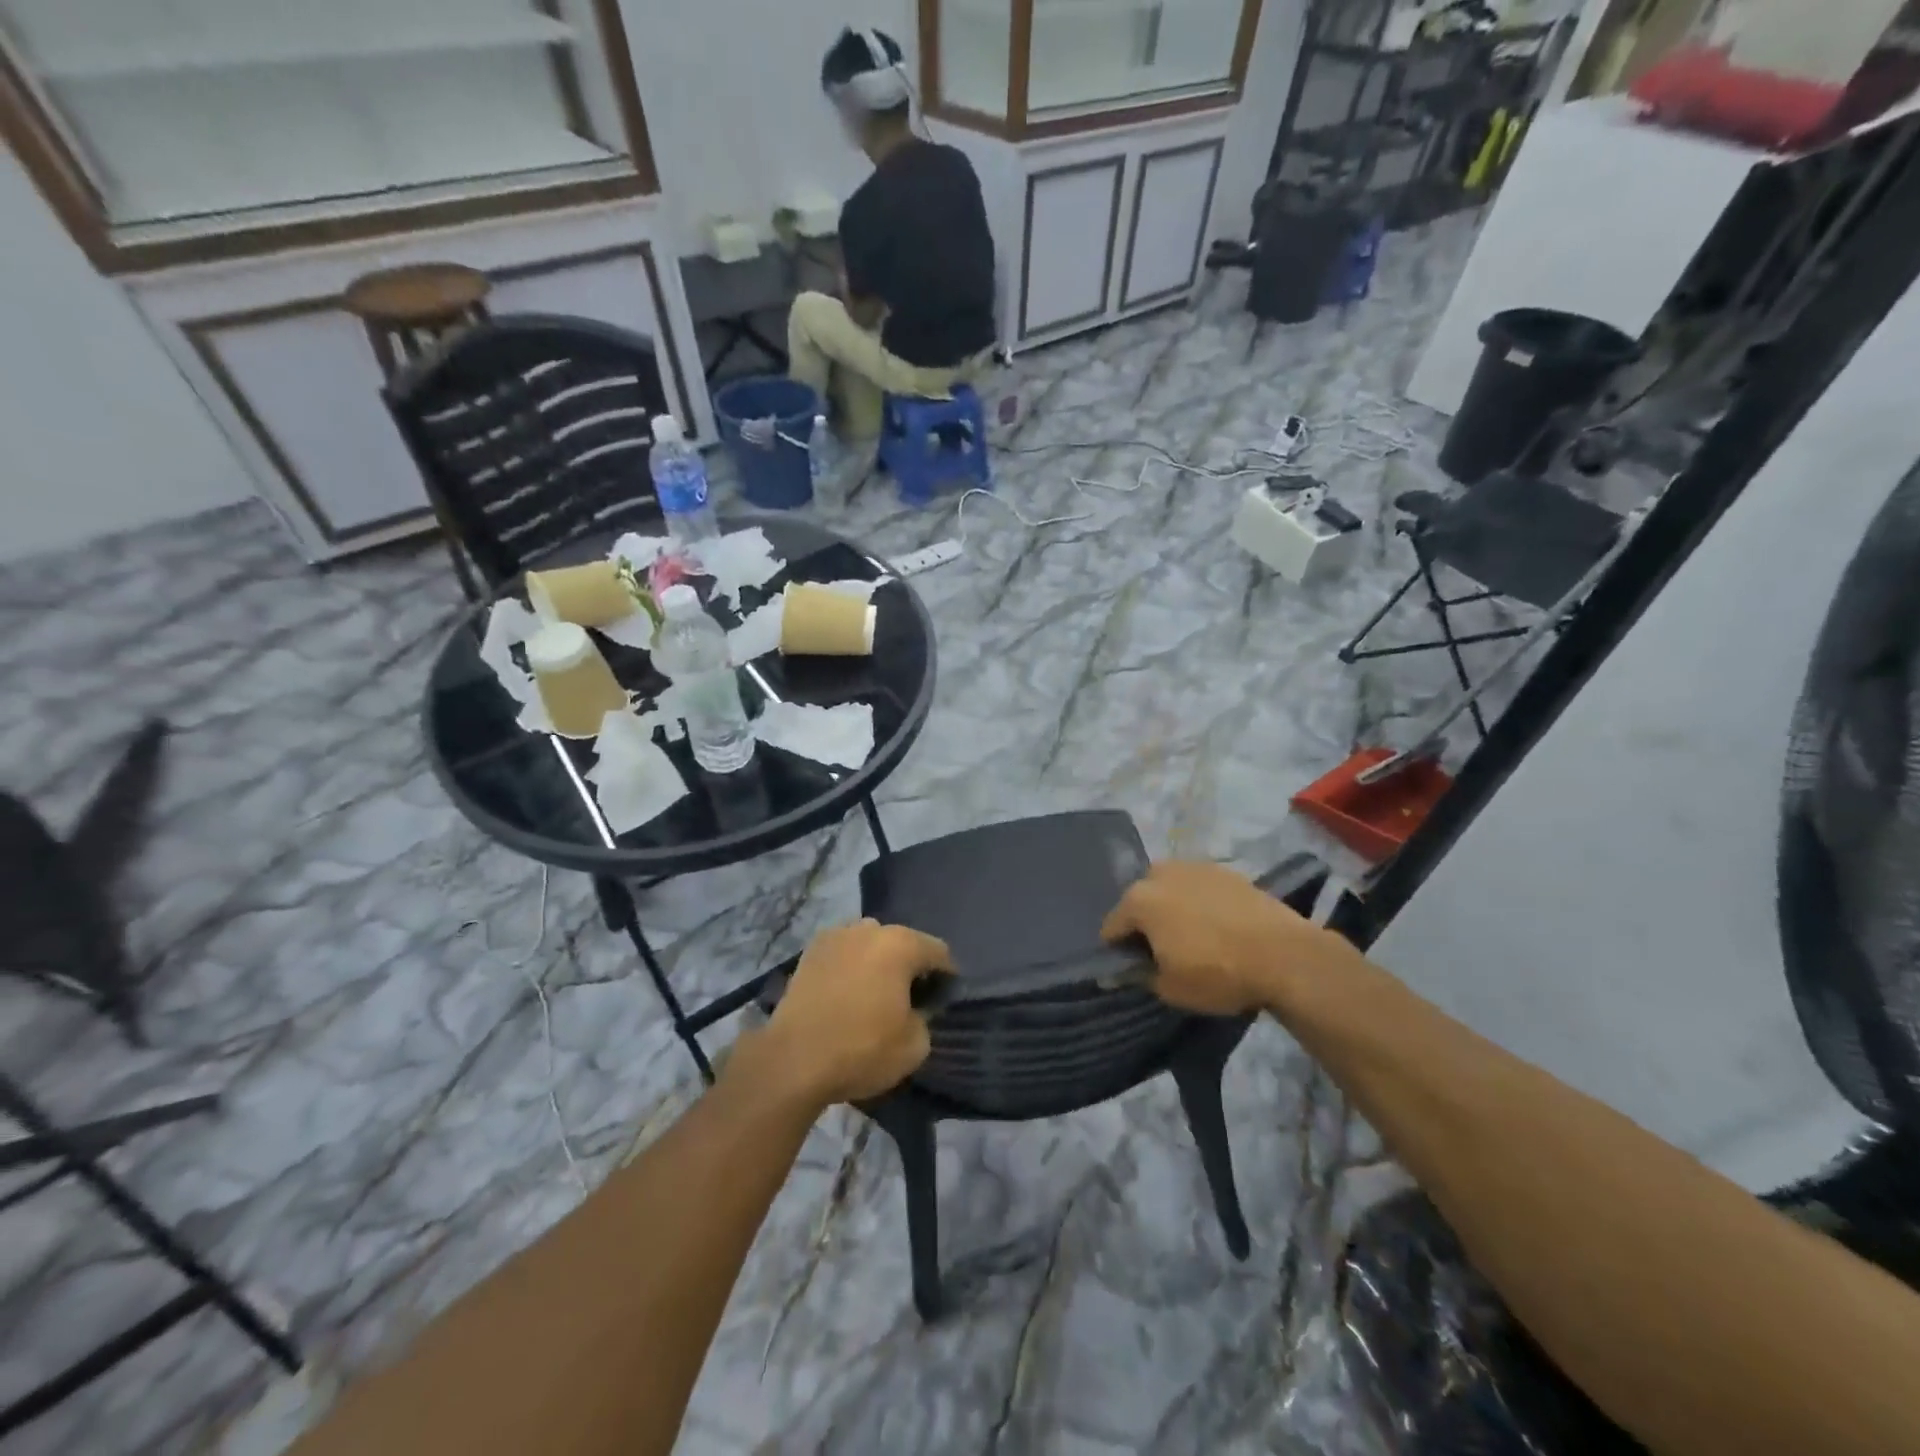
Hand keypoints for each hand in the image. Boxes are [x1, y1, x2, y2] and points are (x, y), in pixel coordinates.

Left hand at [756, 920, 952, 1106]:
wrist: (793, 1061)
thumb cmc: (862, 1049)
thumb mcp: (915, 1045)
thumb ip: (926, 1017)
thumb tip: (916, 1009)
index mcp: (900, 944)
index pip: (939, 952)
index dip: (946, 976)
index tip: (942, 1001)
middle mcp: (869, 930)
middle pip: (902, 942)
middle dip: (909, 965)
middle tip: (908, 999)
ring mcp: (835, 936)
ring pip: (869, 943)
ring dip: (877, 962)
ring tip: (873, 994)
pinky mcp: (809, 952)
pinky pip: (842, 953)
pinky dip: (850, 967)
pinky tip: (846, 993)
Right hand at [1101, 861, 1356, 1016]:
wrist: (1285, 955)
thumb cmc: (1218, 973)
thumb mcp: (1171, 989)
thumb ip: (1141, 975)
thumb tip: (1128, 969)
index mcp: (1139, 900)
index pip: (1112, 927)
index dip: (1118, 950)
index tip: (1133, 968)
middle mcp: (1160, 873)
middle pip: (1140, 900)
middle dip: (1144, 921)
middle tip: (1163, 950)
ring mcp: (1195, 867)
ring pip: (1170, 888)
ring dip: (1171, 907)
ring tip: (1192, 935)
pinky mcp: (1225, 870)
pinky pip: (1199, 886)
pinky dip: (1199, 901)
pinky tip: (1217, 924)